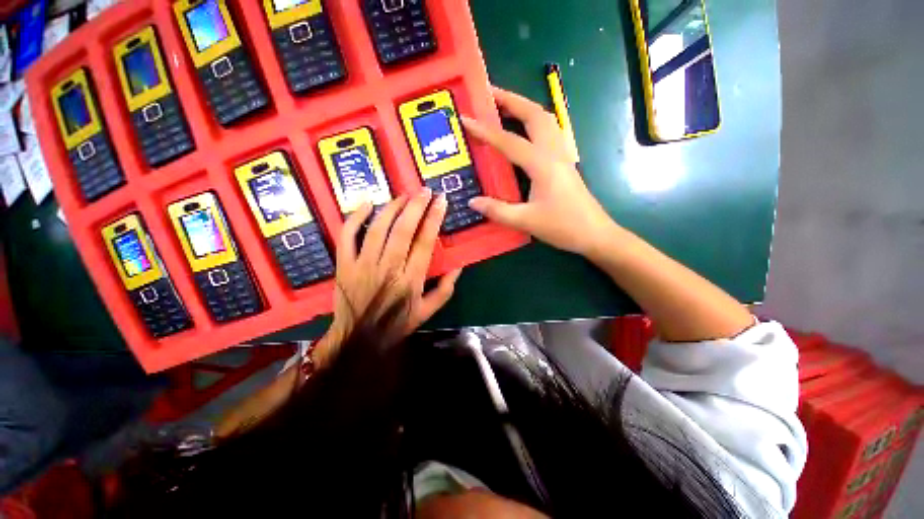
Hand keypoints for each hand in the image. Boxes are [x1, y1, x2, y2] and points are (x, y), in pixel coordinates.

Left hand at [318, 191, 461, 364]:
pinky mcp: (344, 264)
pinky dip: (355, 217)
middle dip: (416, 206)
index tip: (441, 201)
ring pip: (377, 228)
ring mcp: (362, 265)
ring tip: (404, 195)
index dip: (434, 219)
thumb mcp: (428, 311)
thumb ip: (445, 289)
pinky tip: (368, 204)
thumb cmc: (396, 324)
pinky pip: (347, 236)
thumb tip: (458, 265)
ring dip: (392, 208)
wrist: (358, 338)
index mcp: (410, 280)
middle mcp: (387, 268)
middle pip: (402, 230)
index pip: (424, 243)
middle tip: (425, 191)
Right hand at [462, 86, 617, 256]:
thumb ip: (498, 211)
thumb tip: (472, 201)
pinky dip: (534, 122)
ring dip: (525, 107)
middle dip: (511, 100)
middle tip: (489, 95)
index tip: (466, 118)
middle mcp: (554, 153)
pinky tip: (525, 131)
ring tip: (504, 107)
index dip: (486, 130)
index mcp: (543, 164)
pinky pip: (549, 132)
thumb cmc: (563, 227)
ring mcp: (563, 156)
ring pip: (545, 120)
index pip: (510, 141)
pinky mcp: (565, 163)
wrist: (595, 234)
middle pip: (535, 115)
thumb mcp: (526, 221)